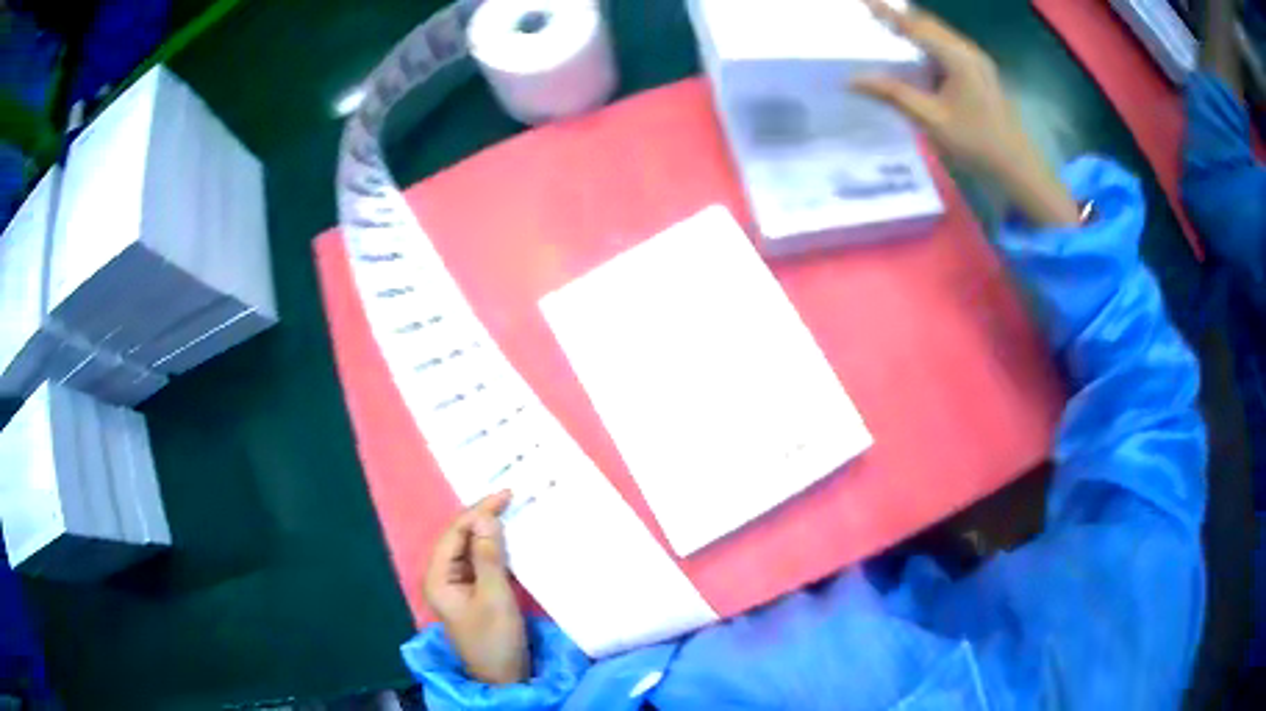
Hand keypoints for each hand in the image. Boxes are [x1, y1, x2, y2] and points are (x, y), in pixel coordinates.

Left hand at [424, 490, 528, 684]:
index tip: (507, 495)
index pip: (455, 533)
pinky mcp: (473, 593)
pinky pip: (481, 562)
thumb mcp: (494, 597)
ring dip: (490, 532)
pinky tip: (511, 541)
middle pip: (460, 538)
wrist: (503, 677)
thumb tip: (485, 518)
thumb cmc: (495, 639)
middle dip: (483, 518)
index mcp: (438, 577)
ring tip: (513, 512)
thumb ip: (488, 557)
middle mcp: (442, 576)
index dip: (479, 512)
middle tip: (512, 498)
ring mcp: (457, 585)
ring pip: (471, 548)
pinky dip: (495, 549)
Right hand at [852, 0, 1080, 226]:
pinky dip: (928, 46)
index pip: (914, 26)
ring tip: (889, 31)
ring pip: (940, 36)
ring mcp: (978, 62)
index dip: (886, 12)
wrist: (1018, 167)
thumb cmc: (976, 143)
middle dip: (901, 17)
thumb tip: (852, 79)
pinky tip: (917, 56)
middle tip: (873, 14)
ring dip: (915, 32)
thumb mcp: (931, 120)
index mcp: (956, 57)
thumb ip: (893, 94)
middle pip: (928, 25)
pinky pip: (949, 49)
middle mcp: (968, 52)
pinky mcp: (981, 74)